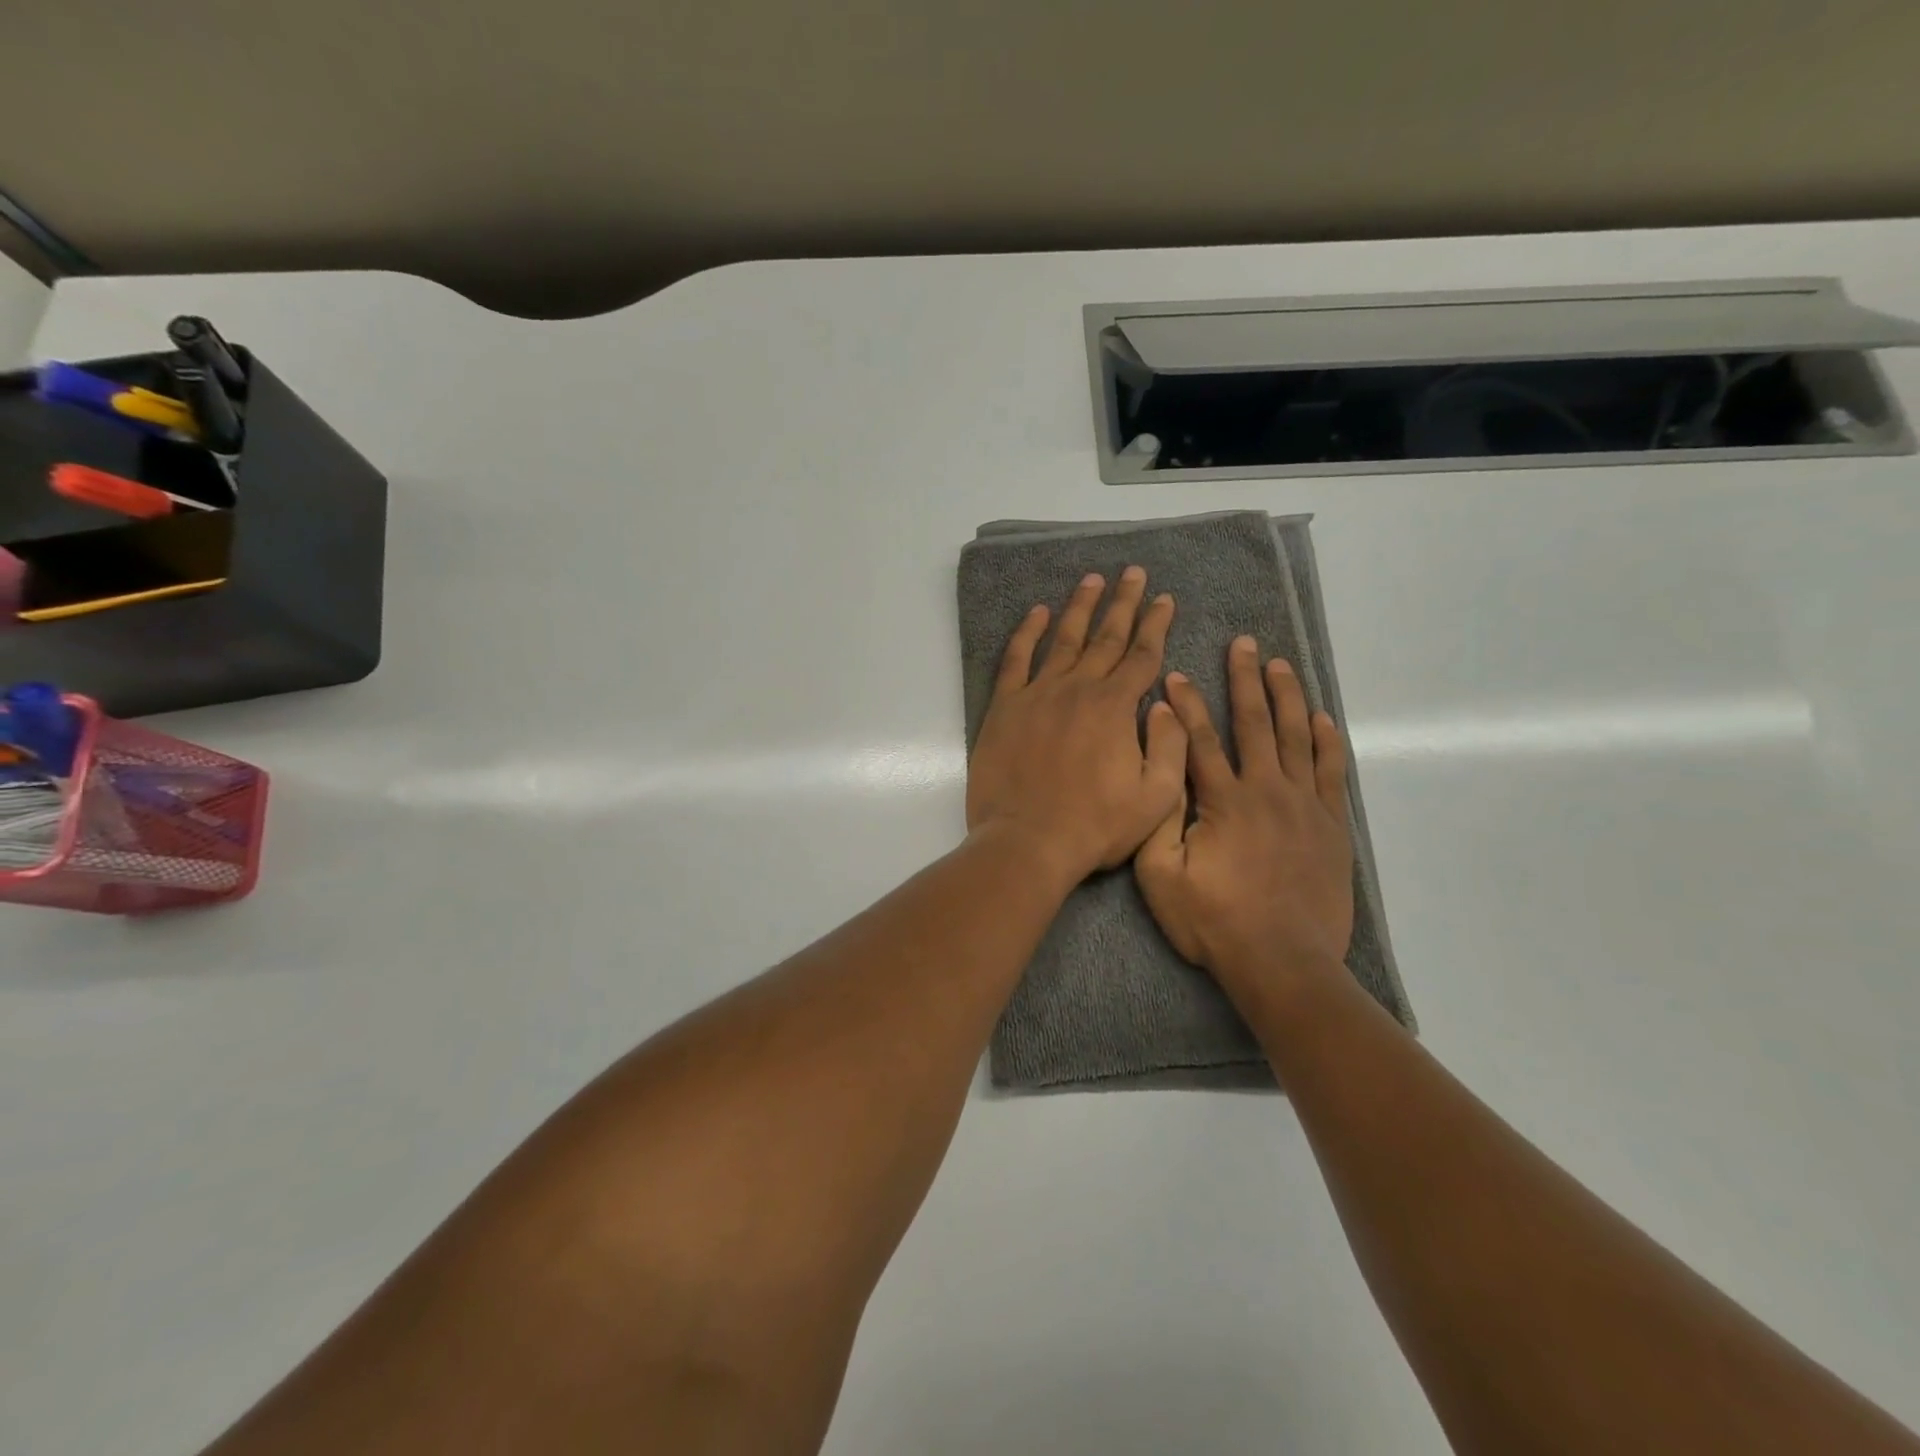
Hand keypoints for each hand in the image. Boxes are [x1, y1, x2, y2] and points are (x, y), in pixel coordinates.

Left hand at [967, 567, 1186, 883]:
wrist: (1028, 842)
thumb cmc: (1095, 826)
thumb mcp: (1156, 797)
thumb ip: (1170, 745)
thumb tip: (1166, 704)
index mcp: (1116, 708)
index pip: (1142, 655)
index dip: (1156, 625)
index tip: (1165, 599)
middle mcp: (1078, 689)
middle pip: (1106, 637)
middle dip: (1123, 603)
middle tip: (1133, 573)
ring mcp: (1038, 695)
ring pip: (1064, 640)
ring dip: (1080, 607)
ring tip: (1092, 579)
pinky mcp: (1005, 708)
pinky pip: (1017, 660)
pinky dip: (1028, 633)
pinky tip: (1038, 614)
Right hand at [1134, 636, 1354, 995]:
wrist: (1283, 963)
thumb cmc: (1213, 921)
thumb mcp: (1160, 874)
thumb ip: (1158, 814)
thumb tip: (1161, 762)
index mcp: (1223, 800)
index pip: (1199, 740)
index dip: (1185, 705)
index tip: (1176, 676)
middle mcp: (1267, 790)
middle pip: (1254, 724)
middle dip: (1245, 681)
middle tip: (1244, 644)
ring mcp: (1305, 806)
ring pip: (1296, 738)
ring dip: (1286, 698)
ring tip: (1280, 665)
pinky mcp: (1331, 827)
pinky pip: (1331, 773)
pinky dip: (1326, 742)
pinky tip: (1321, 719)